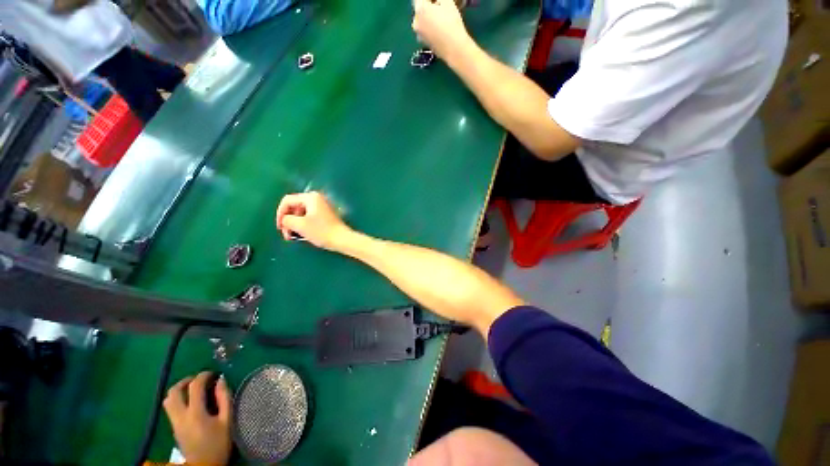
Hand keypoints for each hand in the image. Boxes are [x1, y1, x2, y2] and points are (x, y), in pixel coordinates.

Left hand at [163, 372, 231, 465]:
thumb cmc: (219, 443)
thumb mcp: (227, 420)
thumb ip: (224, 398)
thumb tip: (221, 380)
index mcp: (195, 413)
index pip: (194, 386)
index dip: (203, 375)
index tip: (213, 373)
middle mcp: (180, 416)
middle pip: (173, 392)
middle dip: (185, 381)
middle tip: (199, 379)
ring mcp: (174, 423)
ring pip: (168, 400)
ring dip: (179, 390)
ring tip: (193, 389)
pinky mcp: (173, 428)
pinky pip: (170, 408)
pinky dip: (178, 400)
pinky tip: (191, 403)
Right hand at [275, 192, 353, 250]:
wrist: (342, 239)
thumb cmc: (321, 231)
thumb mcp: (300, 225)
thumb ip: (286, 220)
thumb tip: (285, 220)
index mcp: (310, 197)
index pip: (287, 201)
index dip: (280, 214)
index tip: (279, 228)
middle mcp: (316, 199)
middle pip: (294, 207)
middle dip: (288, 220)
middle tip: (286, 234)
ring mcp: (322, 206)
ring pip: (301, 213)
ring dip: (295, 224)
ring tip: (293, 237)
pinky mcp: (325, 215)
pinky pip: (309, 217)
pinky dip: (303, 224)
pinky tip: (303, 234)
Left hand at [412, 0, 471, 59]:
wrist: (454, 49)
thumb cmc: (451, 22)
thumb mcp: (448, 2)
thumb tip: (436, 1)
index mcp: (419, 9)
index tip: (438, 1)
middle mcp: (415, 22)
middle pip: (420, 10)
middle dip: (429, 7)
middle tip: (440, 8)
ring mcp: (419, 35)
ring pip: (423, 22)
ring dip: (429, 18)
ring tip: (441, 19)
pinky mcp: (424, 44)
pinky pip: (426, 32)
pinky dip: (431, 28)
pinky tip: (440, 30)